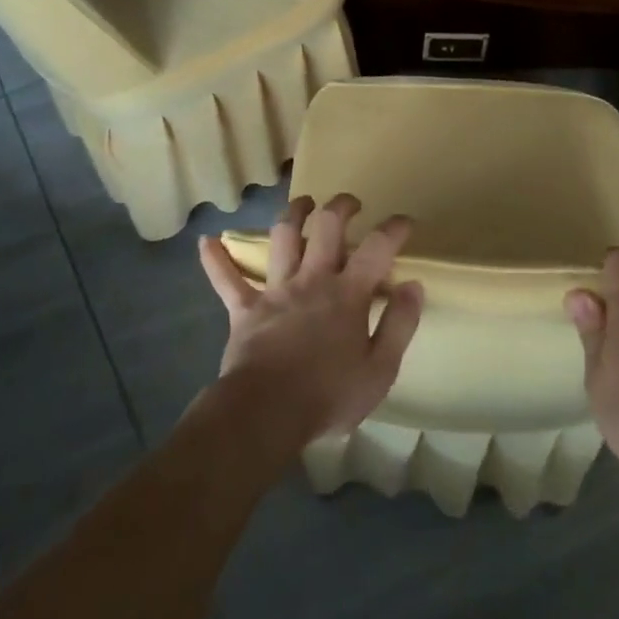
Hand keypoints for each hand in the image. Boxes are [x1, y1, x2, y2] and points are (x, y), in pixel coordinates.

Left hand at [197, 194, 423, 448]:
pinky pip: (226, 280)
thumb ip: (400, 324)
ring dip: (293, 214)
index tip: (404, 221)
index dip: (393, 228)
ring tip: (303, 203)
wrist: (265, 415)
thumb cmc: (329, 396)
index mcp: (349, 294)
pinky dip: (216, 260)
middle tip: (351, 204)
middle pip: (327, 226)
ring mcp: (276, 291)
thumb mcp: (380, 370)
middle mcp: (313, 280)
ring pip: (283, 238)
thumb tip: (413, 286)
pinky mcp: (244, 310)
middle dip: (341, 206)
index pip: (377, 248)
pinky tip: (205, 241)